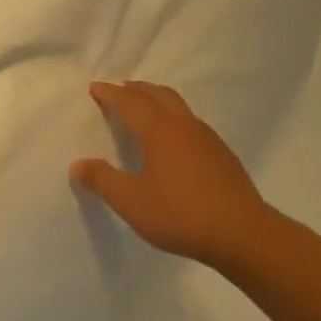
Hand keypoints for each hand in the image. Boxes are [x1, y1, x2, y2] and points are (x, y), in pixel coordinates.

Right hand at [70, 80, 268, 267]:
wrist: (241, 233)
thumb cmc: (180, 214)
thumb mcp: (131, 202)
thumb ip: (103, 181)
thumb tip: (78, 165)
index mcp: (160, 132)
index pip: (131, 103)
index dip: (111, 94)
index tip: (96, 88)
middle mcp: (185, 128)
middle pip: (159, 95)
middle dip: (137, 89)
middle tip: (121, 90)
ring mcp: (209, 140)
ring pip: (180, 108)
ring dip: (159, 102)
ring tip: (146, 111)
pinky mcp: (223, 156)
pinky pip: (193, 125)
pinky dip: (175, 120)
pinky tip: (175, 143)